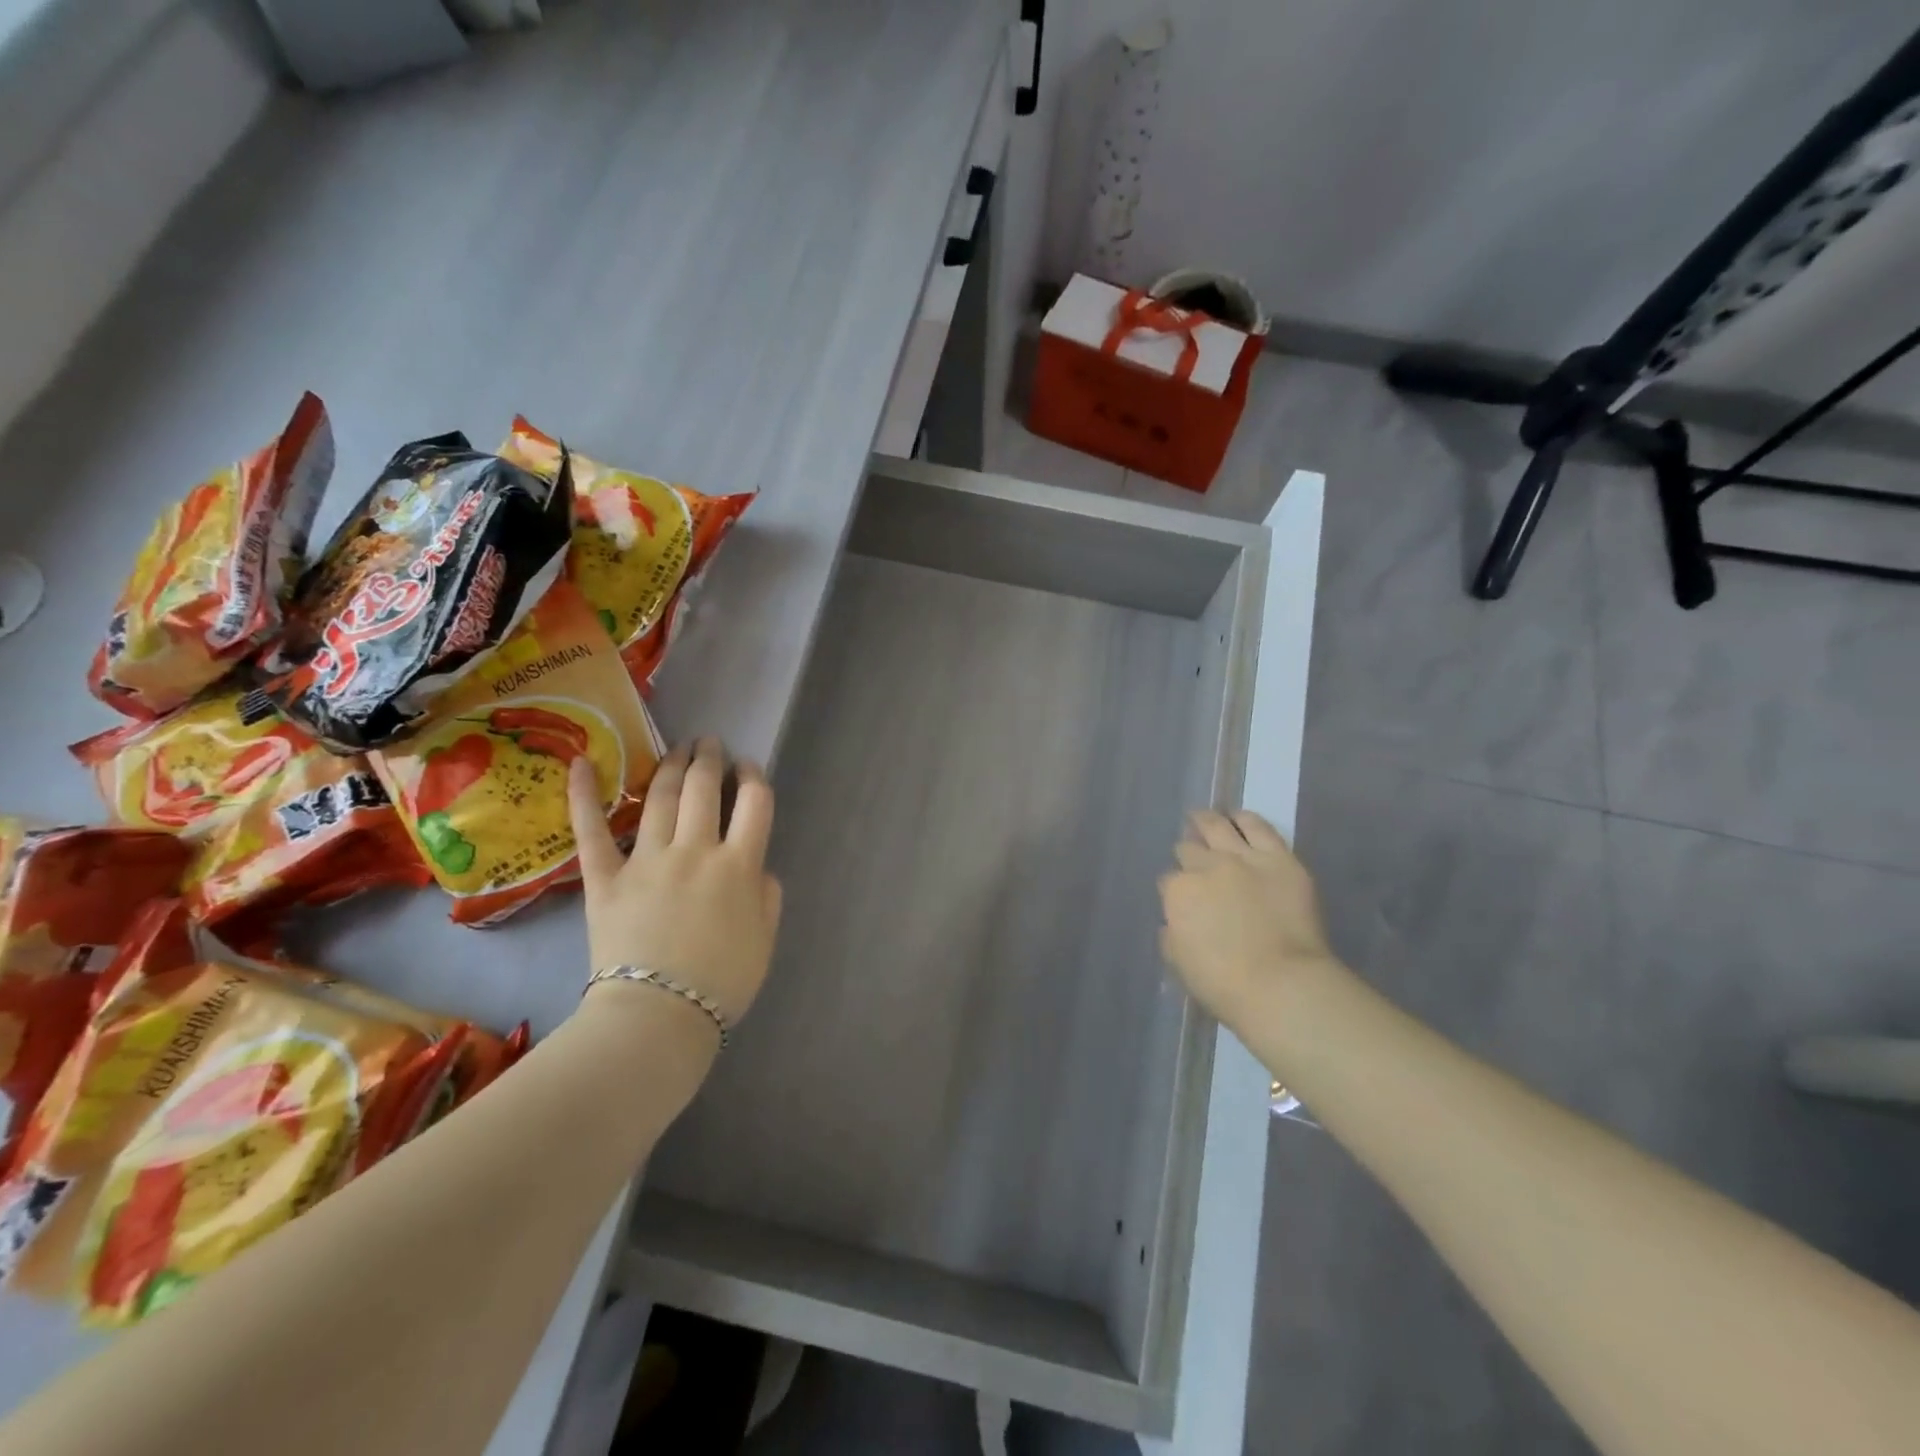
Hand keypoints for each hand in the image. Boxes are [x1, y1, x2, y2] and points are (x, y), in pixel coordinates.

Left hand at [568, 737, 783, 1041]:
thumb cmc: (720, 984)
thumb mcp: (765, 940)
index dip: (754, 776)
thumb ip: (767, 896)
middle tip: (711, 743)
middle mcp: (696, 850)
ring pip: (659, 796)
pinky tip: (580, 762)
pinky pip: (591, 830)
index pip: (755, 802)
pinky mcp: (605, 878)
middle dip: (711, 758)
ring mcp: (647, 860)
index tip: (748, 768)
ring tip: (679, 747)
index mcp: (739, 865)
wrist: (657, 1018)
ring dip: (671, 765)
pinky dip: (583, 795)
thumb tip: (757, 867)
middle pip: (705, 788)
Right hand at [1158, 809, 1338, 1027]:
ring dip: (1207, 822)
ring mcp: (1243, 858)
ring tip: (1203, 818)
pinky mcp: (1279, 858)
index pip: (1168, 881)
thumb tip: (1173, 922)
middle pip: (1190, 850)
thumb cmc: (1224, 984)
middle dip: (1188, 854)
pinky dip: (1245, 819)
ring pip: (1218, 827)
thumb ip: (1171, 936)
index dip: (1174, 888)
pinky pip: (1258, 827)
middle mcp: (1206, 866)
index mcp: (1178, 892)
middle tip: (1191, 857)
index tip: (1181, 897)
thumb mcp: (1180, 962)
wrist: (1282, 984)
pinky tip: (1239, 817)